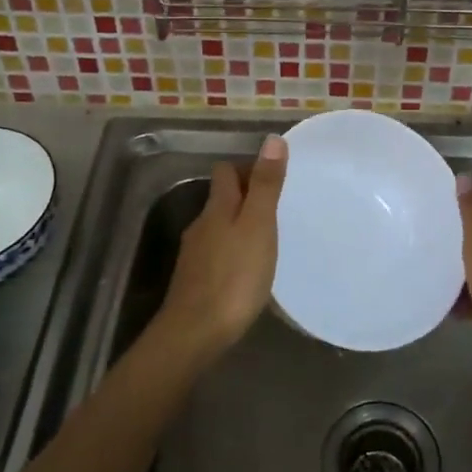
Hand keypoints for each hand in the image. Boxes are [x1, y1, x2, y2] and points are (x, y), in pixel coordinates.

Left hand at [158, 135, 288, 352]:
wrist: (195, 332)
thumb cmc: (235, 276)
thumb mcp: (258, 226)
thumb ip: (265, 185)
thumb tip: (272, 139)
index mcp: (218, 207)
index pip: (226, 171)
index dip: (246, 167)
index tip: (272, 175)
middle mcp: (201, 224)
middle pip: (221, 198)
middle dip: (245, 196)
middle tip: (276, 205)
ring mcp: (195, 253)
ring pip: (218, 226)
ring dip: (239, 224)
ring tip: (267, 236)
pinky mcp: (195, 280)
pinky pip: (217, 253)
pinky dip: (232, 250)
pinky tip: (248, 267)